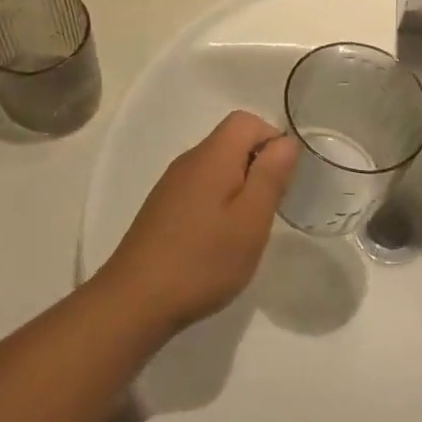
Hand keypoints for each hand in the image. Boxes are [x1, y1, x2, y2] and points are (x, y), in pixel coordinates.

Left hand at [98, 111, 298, 331]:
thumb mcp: (250, 220)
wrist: (135, 301)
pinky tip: (217, 242)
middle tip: (266, 211)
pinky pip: (200, 189)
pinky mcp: (162, 209)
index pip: (246, 120)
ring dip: (239, 188)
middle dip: (257, 167)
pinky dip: (218, 204)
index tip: (282, 181)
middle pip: (231, 141)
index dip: (272, 140)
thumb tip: (286, 141)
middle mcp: (188, 162)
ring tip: (245, 230)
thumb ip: (270, 176)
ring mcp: (171, 185)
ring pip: (216, 168)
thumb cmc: (203, 260)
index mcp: (212, 157)